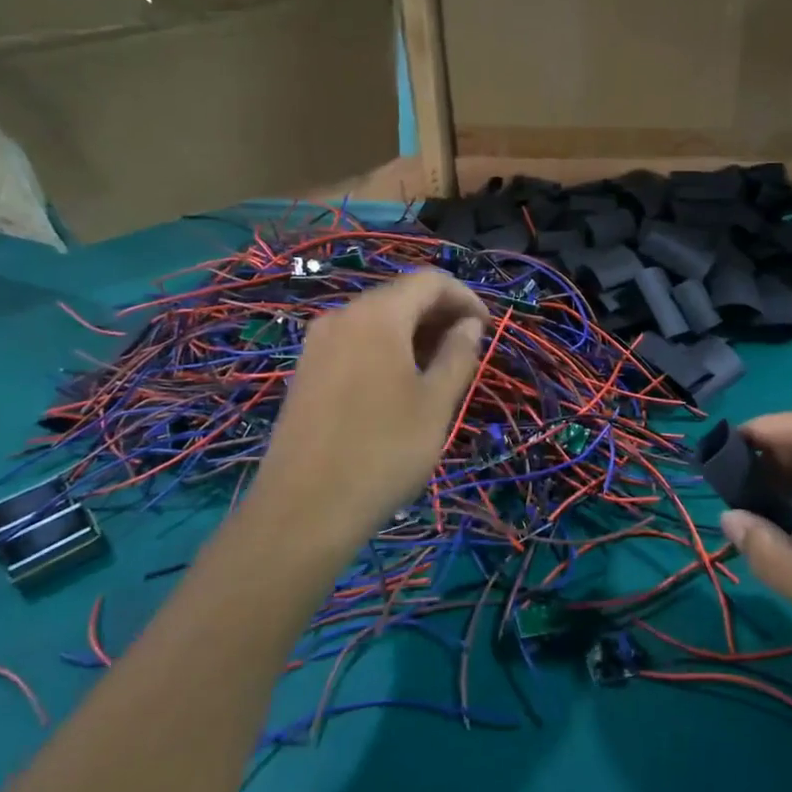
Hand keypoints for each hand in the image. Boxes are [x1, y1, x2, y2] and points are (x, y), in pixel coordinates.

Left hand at [245, 270, 486, 564]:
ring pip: (376, 321)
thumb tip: (468, 325)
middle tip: (469, 350)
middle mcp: (341, 317)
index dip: (465, 297)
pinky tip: (400, 386)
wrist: (304, 510)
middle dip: (439, 315)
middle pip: (399, 296)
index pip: (429, 281)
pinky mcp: (306, 372)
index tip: (487, 329)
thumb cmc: (383, 452)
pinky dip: (386, 350)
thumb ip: (458, 355)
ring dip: (414, 334)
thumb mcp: (435, 404)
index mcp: (376, 316)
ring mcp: (317, 344)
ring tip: (440, 370)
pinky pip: (355, 343)